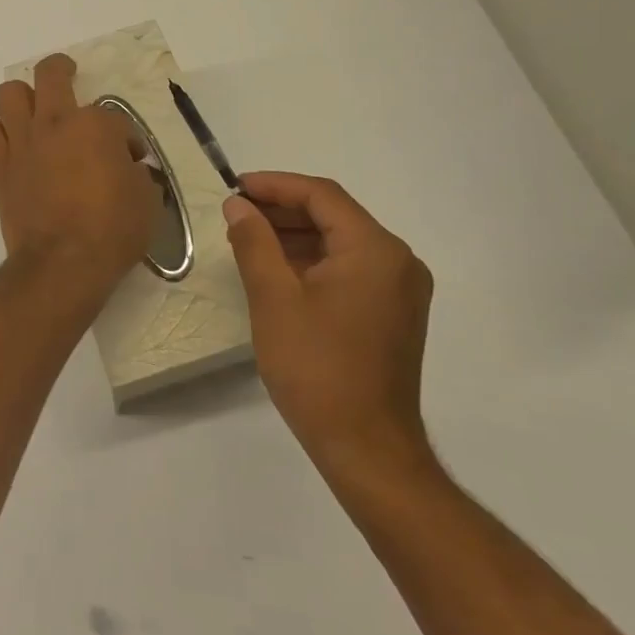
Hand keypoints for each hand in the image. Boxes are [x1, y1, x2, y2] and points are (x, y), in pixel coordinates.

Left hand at [0, 54, 159, 319]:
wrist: (62, 264)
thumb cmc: (112, 231)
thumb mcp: (146, 200)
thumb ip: (137, 174)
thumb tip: (130, 169)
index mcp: (96, 125)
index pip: (114, 117)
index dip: (125, 138)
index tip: (130, 160)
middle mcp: (55, 122)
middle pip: (51, 74)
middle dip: (61, 70)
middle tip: (67, 75)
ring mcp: (23, 141)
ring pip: (8, 93)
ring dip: (21, 98)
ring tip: (33, 112)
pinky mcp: (0, 165)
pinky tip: (13, 145)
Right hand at [224, 172, 434, 483]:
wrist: (368, 450)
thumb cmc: (317, 368)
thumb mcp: (274, 298)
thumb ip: (254, 242)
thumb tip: (238, 205)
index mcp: (375, 250)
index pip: (321, 196)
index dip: (275, 185)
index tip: (234, 187)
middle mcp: (397, 261)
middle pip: (334, 215)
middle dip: (282, 209)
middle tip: (236, 213)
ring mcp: (400, 289)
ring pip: (341, 241)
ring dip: (296, 235)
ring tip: (249, 238)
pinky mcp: (393, 313)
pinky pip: (350, 267)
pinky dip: (314, 260)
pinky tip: (278, 269)